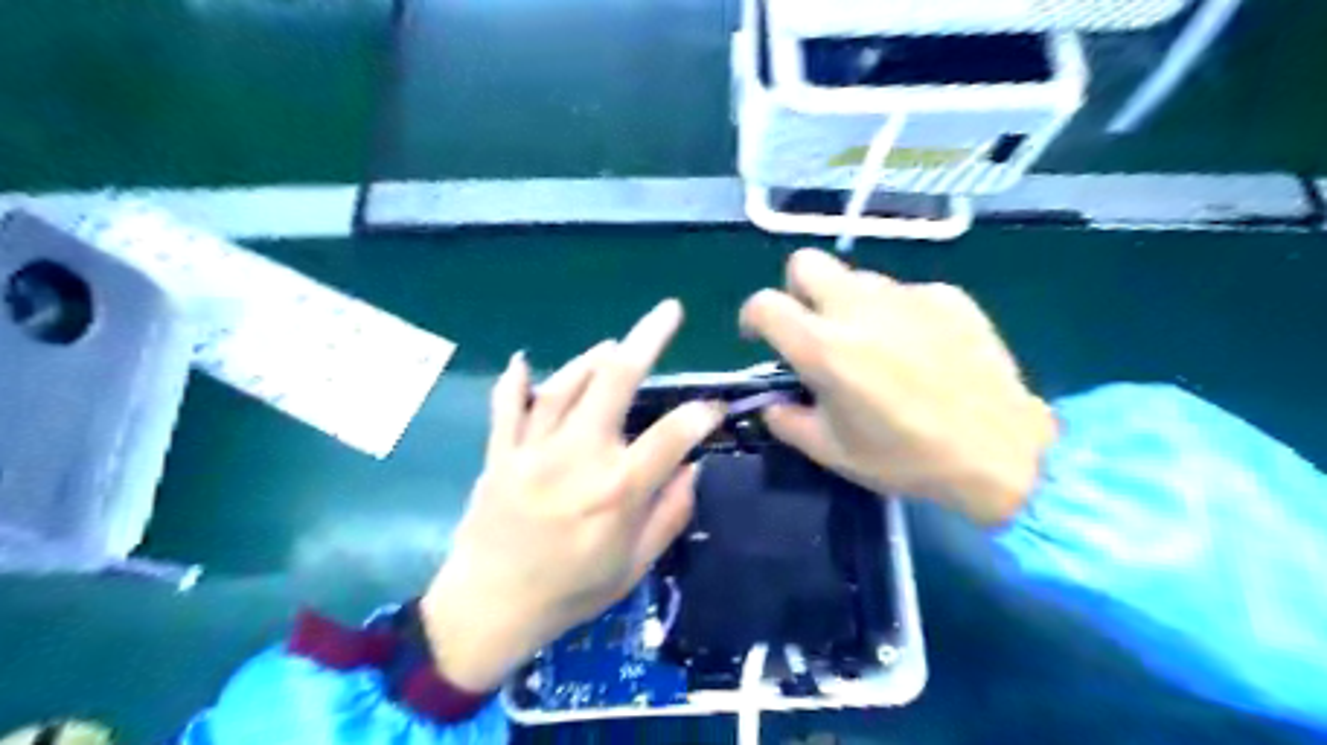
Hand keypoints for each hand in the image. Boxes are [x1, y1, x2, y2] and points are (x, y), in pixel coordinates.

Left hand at [419, 296, 724, 692]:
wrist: (487, 612)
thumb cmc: (570, 594)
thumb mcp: (634, 567)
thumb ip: (670, 514)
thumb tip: (693, 467)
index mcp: (616, 491)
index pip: (673, 435)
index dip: (701, 416)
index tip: (713, 409)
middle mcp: (577, 458)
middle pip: (615, 382)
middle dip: (647, 340)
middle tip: (669, 312)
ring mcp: (532, 450)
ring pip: (567, 384)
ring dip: (592, 358)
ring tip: (612, 344)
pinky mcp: (499, 454)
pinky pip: (506, 407)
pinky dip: (515, 381)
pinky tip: (524, 360)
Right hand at [736, 250, 1058, 529]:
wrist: (1002, 453)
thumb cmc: (907, 458)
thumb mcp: (832, 452)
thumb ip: (787, 421)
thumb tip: (772, 403)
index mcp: (824, 346)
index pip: (765, 304)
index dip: (752, 317)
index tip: (760, 337)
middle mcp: (859, 308)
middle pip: (806, 263)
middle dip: (797, 289)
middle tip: (813, 327)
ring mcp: (907, 296)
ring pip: (858, 279)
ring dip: (850, 305)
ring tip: (875, 346)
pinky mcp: (948, 296)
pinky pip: (906, 294)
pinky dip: (899, 315)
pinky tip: (923, 351)